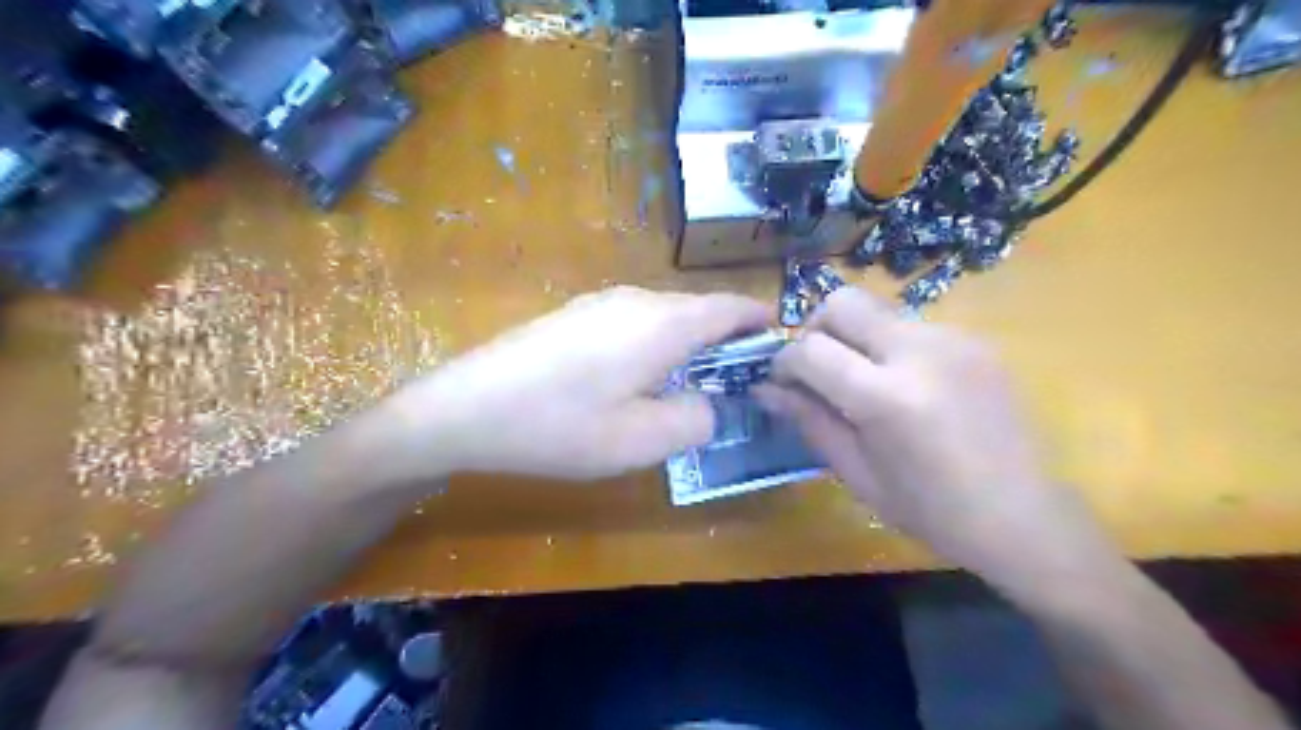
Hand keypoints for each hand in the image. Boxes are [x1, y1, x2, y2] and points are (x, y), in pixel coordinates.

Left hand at [383, 287, 763, 481]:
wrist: (465, 408)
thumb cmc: (560, 426)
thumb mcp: (642, 440)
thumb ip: (696, 419)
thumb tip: (710, 404)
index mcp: (664, 323)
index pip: (732, 307)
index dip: (762, 322)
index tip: (780, 345)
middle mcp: (638, 299)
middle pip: (700, 311)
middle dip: (725, 342)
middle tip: (735, 384)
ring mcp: (602, 302)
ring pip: (666, 317)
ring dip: (687, 346)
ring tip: (686, 387)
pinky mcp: (575, 313)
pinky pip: (635, 322)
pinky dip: (654, 344)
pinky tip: (635, 380)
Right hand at [766, 289, 1117, 596]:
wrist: (1025, 517)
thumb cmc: (932, 511)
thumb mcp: (857, 473)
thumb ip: (809, 421)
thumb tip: (765, 389)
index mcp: (887, 398)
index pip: (810, 349)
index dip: (784, 362)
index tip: (781, 382)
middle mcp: (920, 352)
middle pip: (842, 302)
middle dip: (814, 329)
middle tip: (816, 368)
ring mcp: (953, 339)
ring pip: (876, 309)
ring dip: (853, 335)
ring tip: (861, 380)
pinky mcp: (974, 340)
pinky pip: (910, 324)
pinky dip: (887, 344)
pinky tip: (902, 384)